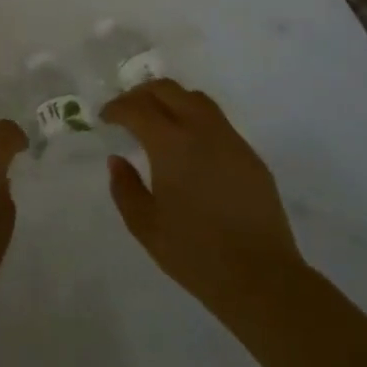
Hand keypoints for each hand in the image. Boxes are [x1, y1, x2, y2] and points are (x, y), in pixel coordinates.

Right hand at [101, 81, 306, 329]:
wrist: (261, 276)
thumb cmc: (195, 252)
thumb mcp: (146, 226)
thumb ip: (125, 188)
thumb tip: (118, 160)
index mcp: (171, 144)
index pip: (137, 108)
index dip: (116, 108)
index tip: (105, 118)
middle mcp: (202, 130)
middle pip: (168, 90)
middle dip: (142, 94)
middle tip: (127, 110)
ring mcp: (230, 140)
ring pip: (196, 99)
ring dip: (171, 100)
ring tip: (158, 119)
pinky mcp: (250, 155)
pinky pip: (217, 121)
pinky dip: (194, 118)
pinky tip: (189, 145)